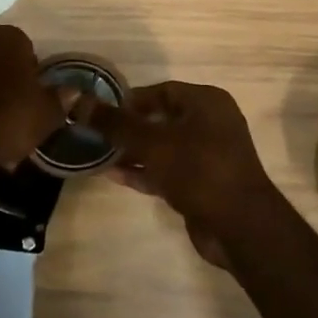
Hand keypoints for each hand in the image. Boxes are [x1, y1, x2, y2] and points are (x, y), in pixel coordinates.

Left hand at [0, 25, 64, 169]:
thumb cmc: (10, 117)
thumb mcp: (47, 113)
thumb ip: (61, 98)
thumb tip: (73, 90)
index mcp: (8, 39)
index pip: (26, 45)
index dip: (34, 69)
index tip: (37, 92)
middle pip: (3, 62)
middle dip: (13, 82)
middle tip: (24, 110)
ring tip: (4, 129)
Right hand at [81, 81, 274, 262]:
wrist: (239, 226)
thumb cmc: (197, 169)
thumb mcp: (151, 142)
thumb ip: (115, 124)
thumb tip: (78, 102)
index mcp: (206, 102)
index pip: (161, 91)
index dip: (130, 100)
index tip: (101, 111)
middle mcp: (211, 123)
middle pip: (161, 118)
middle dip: (128, 127)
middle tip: (96, 133)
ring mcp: (208, 155)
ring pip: (163, 146)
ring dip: (133, 151)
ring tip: (99, 154)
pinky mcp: (202, 184)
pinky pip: (168, 169)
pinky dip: (145, 170)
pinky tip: (114, 175)